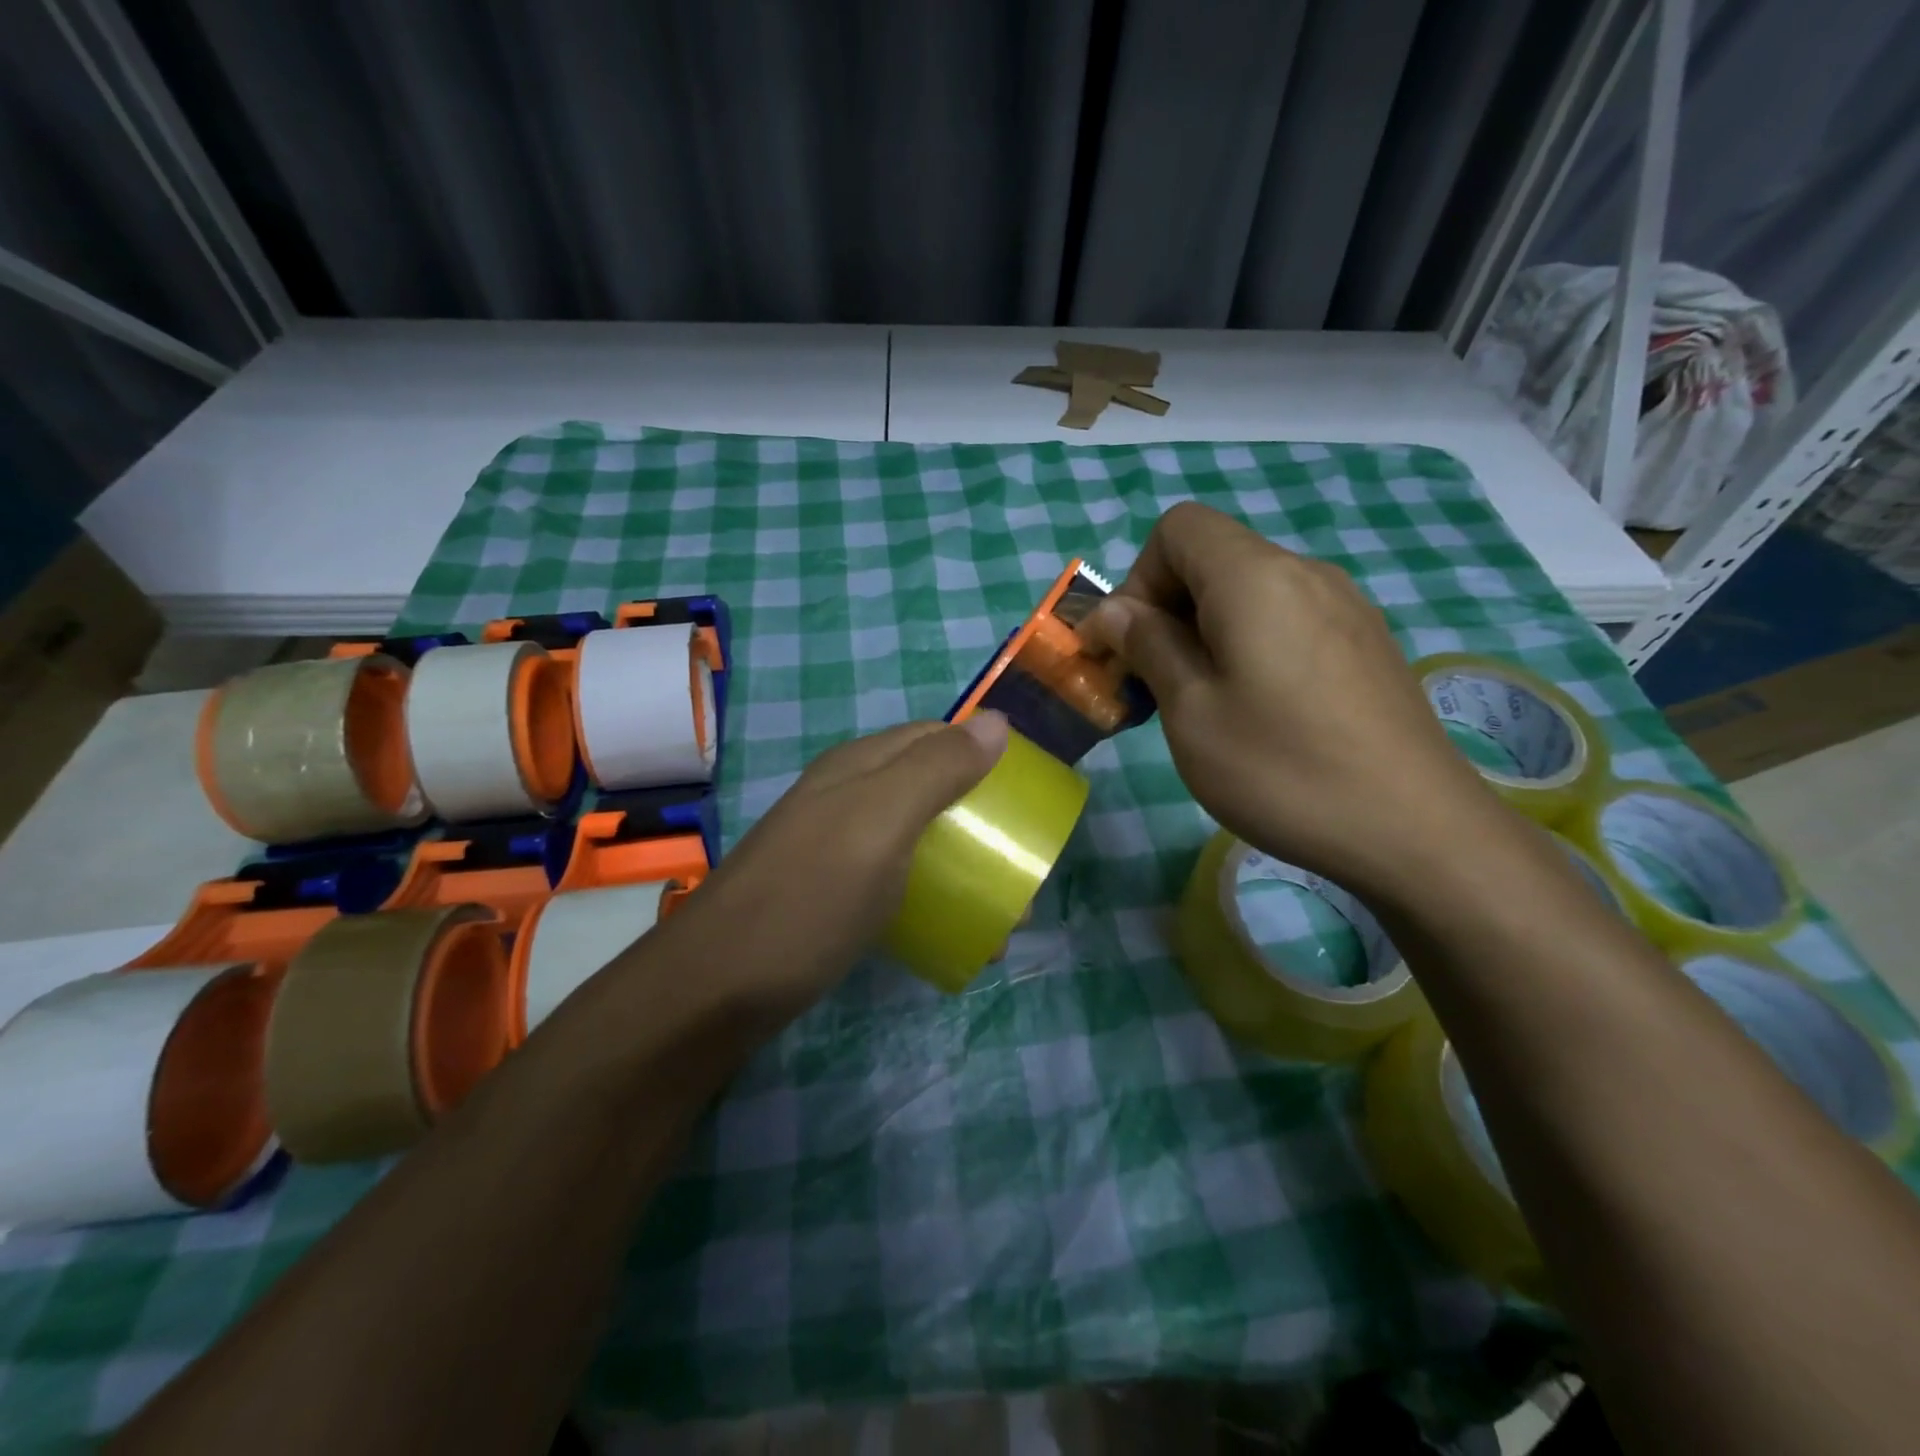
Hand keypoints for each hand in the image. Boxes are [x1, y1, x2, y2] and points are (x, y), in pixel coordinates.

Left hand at [656, 713, 1008, 1023]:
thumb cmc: (809, 897)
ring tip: (1002, 921)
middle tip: (1021, 875)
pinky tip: (948, 936)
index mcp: (860, 766)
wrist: (715, 989)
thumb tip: (997, 721)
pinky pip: (895, 883)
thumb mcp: (880, 822)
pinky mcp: (828, 895)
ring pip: (916, 841)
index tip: (1028, 801)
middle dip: (981, 824)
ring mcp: (834, 848)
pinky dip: (931, 900)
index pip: (937, 737)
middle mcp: (846, 797)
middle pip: (930, 790)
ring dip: (962, 868)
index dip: (985, 756)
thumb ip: (936, 769)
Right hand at [1080, 503, 1502, 898]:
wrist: (1416, 831)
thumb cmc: (1282, 769)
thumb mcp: (1191, 711)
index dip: (1138, 579)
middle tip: (1152, 684)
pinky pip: (1288, 620)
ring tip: (1201, 703)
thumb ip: (1148, 645)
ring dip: (1205, 633)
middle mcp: (1305, 573)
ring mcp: (1345, 607)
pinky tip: (1258, 711)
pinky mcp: (1365, 643)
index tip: (1130, 647)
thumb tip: (1115, 611)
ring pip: (1250, 593)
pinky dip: (1249, 646)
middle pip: (1213, 558)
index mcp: (1255, 577)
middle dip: (1165, 610)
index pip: (1178, 528)